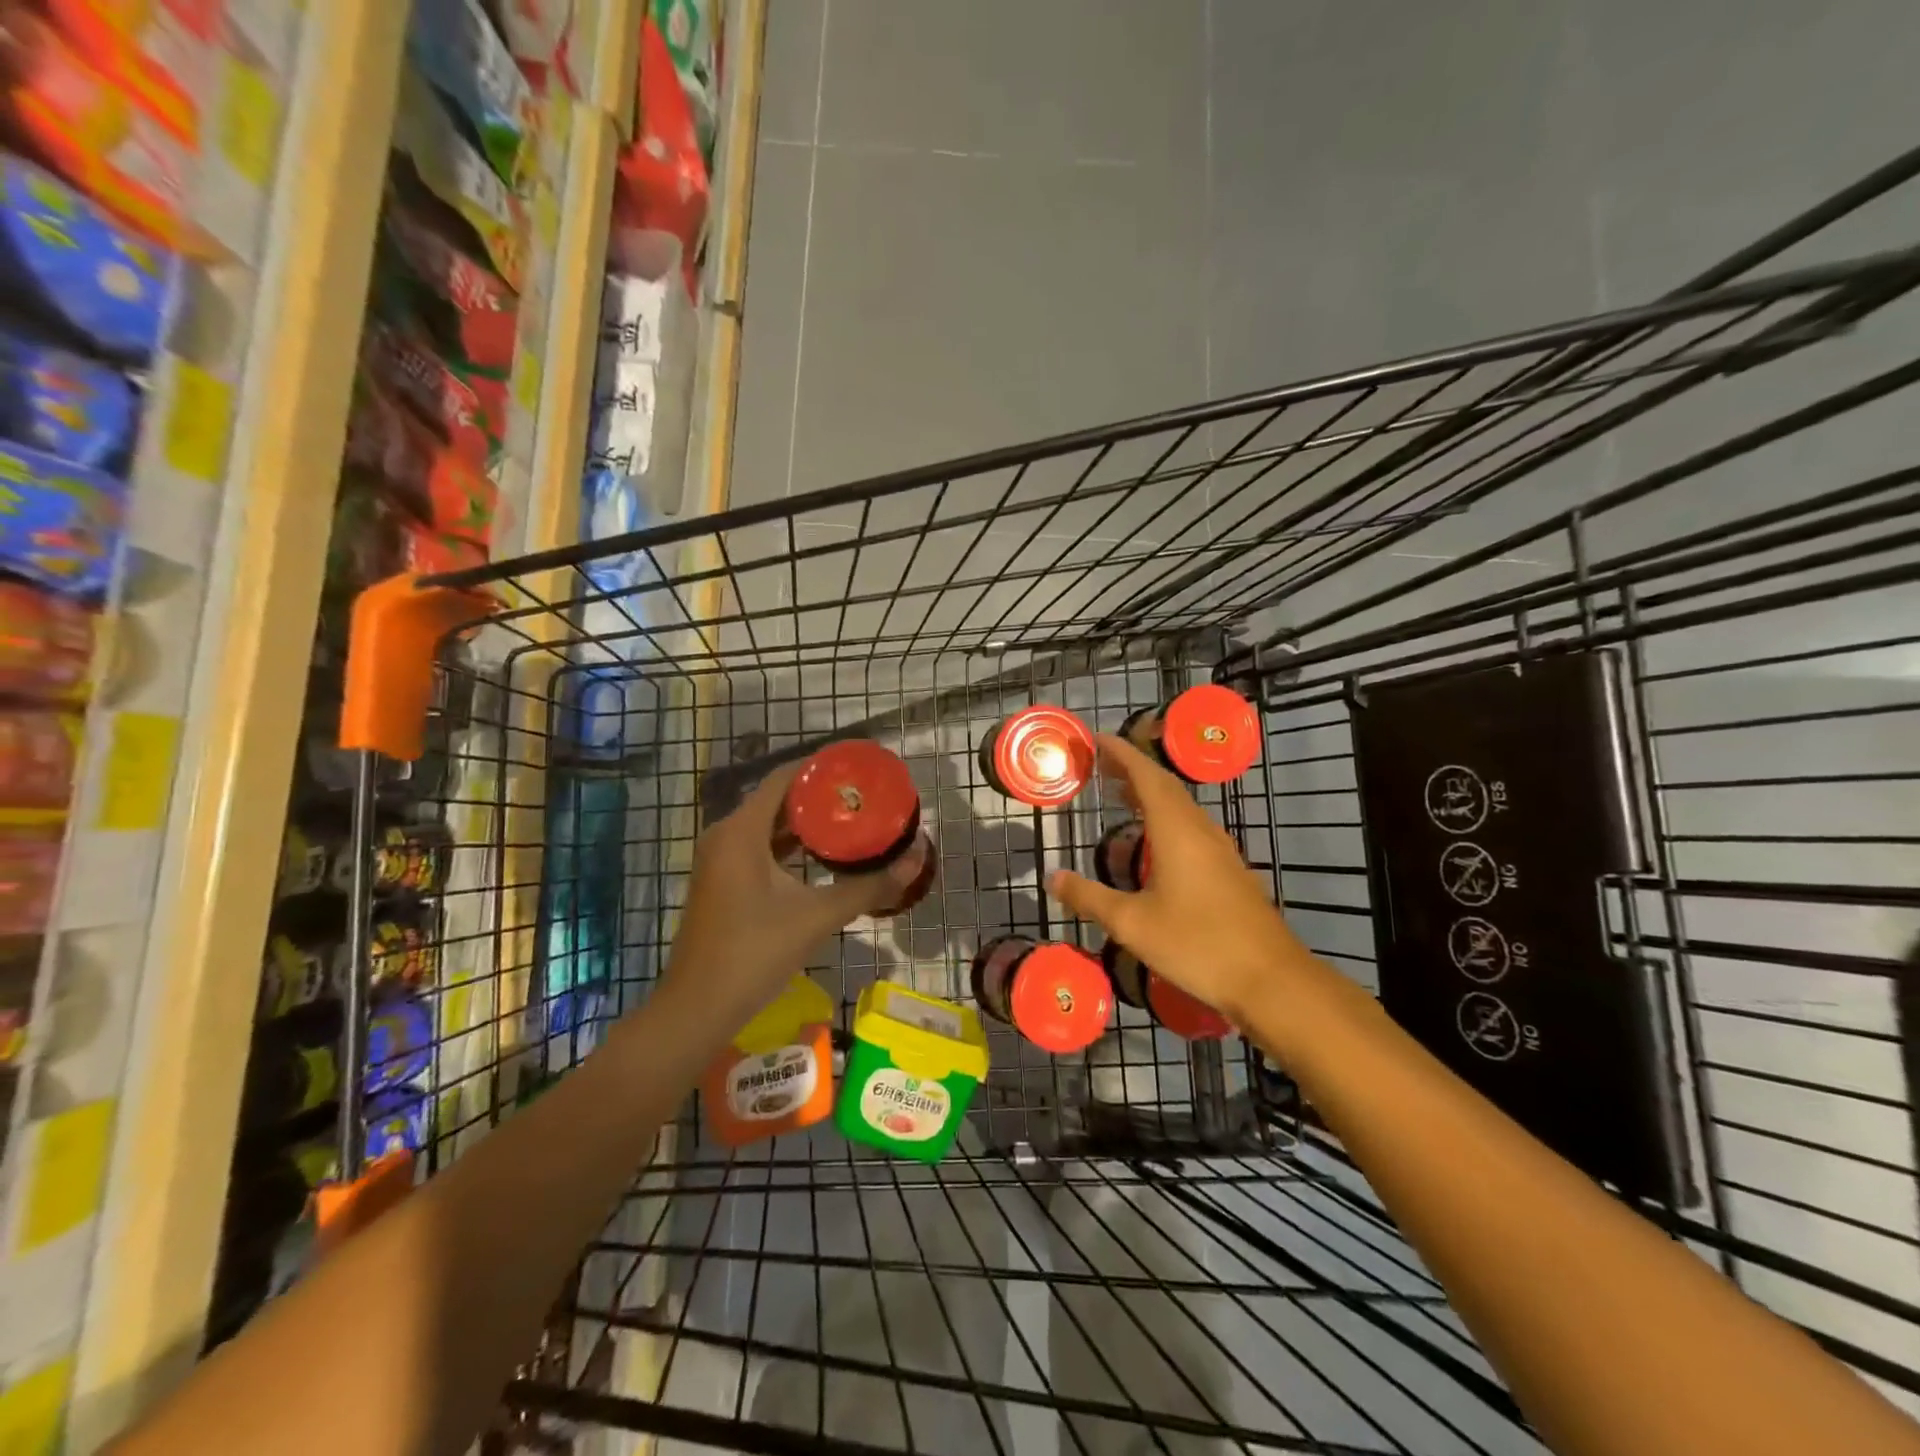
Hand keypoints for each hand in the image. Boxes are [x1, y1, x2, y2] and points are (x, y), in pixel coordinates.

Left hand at [666, 761, 922, 1022]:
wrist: (698, 1008)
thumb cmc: (755, 954)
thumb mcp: (818, 917)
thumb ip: (869, 886)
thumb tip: (915, 859)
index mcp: (741, 831)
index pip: (785, 778)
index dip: (822, 768)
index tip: (859, 767)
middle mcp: (725, 835)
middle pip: (778, 799)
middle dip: (820, 796)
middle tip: (864, 796)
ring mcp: (720, 859)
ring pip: (768, 825)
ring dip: (806, 822)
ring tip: (851, 818)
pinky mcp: (722, 880)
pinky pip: (760, 847)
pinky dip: (790, 845)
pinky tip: (823, 854)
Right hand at [1046, 733, 1301, 1023]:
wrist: (1270, 979)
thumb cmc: (1197, 944)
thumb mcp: (1132, 924)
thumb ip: (1089, 897)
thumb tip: (1052, 877)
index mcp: (1175, 831)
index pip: (1146, 776)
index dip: (1121, 754)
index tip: (1096, 739)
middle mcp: (1199, 830)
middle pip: (1164, 786)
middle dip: (1132, 769)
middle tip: (1099, 764)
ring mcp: (1219, 850)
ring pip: (1181, 807)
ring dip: (1149, 793)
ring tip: (1119, 794)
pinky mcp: (1229, 870)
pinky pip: (1191, 827)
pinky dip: (1165, 817)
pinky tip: (1154, 840)